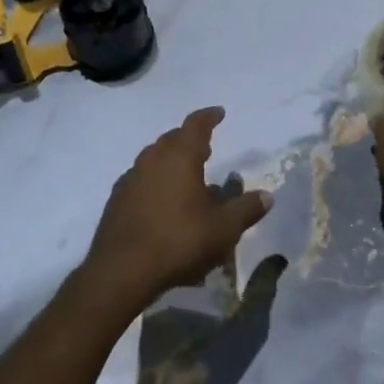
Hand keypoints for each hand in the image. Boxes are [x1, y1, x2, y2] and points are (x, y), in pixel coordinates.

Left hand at [82, 108, 272, 312]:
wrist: (121, 271)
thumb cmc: (179, 241)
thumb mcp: (223, 229)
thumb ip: (246, 209)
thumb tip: (267, 196)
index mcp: (180, 157)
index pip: (196, 125)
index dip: (209, 117)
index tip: (219, 113)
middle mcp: (152, 159)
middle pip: (172, 139)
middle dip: (190, 140)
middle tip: (206, 148)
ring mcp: (131, 178)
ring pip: (154, 158)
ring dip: (171, 161)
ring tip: (187, 177)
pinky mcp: (117, 199)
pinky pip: (141, 179)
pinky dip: (155, 181)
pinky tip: (163, 203)